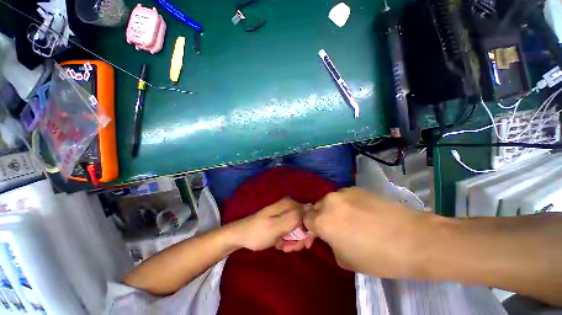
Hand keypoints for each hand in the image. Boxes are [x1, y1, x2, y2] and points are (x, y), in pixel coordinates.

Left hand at [231, 198, 305, 250]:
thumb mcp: (276, 226)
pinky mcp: (281, 221)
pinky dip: (288, 240)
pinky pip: (291, 231)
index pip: (308, 215)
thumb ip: (294, 218)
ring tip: (283, 247)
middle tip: (291, 248)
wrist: (241, 236)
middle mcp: (289, 207)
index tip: (305, 244)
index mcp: (289, 204)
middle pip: (304, 222)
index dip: (309, 230)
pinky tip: (280, 244)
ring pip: (298, 228)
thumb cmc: (258, 232)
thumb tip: (310, 209)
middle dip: (300, 237)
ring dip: (293, 241)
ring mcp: (285, 214)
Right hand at [303, 187, 437, 277]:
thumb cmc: (377, 257)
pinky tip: (364, 212)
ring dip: (334, 209)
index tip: (320, 233)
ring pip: (330, 201)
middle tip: (337, 228)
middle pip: (316, 207)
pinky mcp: (356, 188)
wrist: (413, 239)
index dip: (311, 227)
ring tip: (352, 219)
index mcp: (322, 221)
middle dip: (322, 217)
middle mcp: (328, 202)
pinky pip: (344, 196)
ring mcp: (343, 192)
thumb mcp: (345, 260)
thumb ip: (330, 243)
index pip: (305, 219)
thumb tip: (330, 235)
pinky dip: (347, 203)